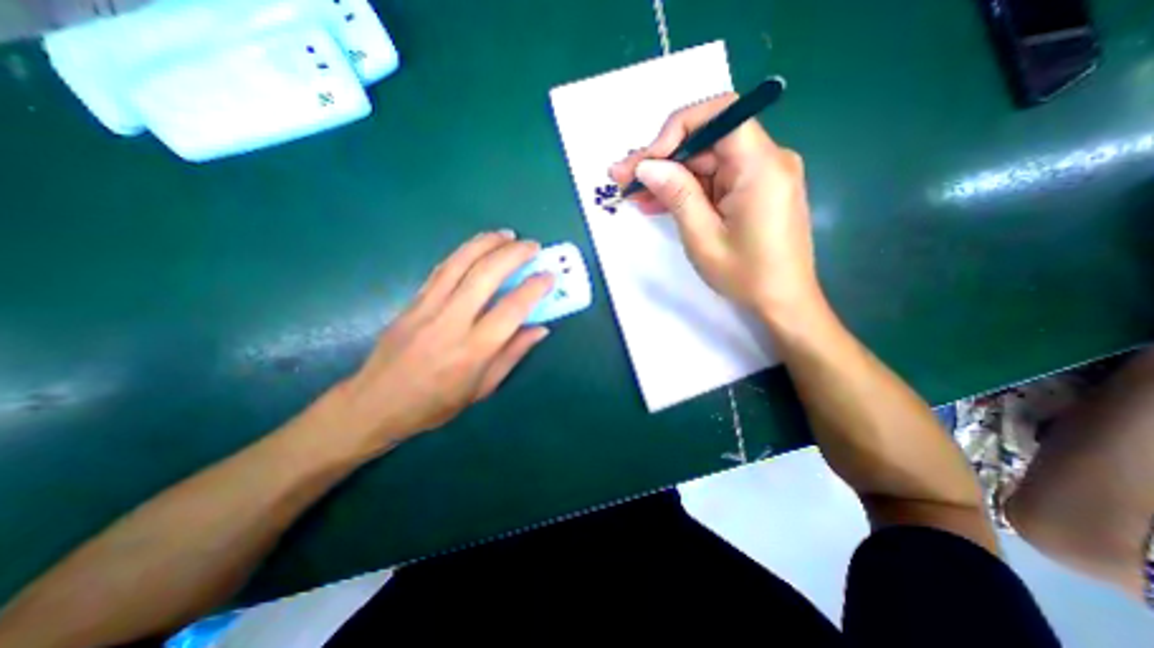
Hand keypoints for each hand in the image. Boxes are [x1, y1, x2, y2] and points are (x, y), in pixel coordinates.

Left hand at [314, 231, 550, 458]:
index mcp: (473, 350)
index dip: (534, 288)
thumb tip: (540, 329)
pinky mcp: (412, 302)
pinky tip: (477, 246)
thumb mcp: (483, 388)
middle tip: (532, 246)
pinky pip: (441, 269)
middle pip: (485, 275)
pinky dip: (463, 252)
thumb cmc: (435, 404)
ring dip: (487, 243)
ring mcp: (427, 308)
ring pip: (460, 263)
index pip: (511, 308)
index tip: (549, 276)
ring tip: (507, 234)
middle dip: (513, 254)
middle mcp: (451, 322)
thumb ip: (513, 354)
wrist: (375, 404)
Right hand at [608, 93, 824, 321]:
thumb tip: (646, 165)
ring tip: (634, 193)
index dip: (676, 129)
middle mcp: (767, 159)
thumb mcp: (702, 237)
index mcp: (761, 166)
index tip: (648, 161)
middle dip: (663, 158)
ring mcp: (761, 175)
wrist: (782, 302)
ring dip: (669, 176)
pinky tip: (658, 202)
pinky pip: (715, 180)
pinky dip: (687, 190)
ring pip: (706, 162)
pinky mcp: (754, 190)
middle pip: (707, 141)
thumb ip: (676, 194)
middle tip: (624, 178)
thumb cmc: (745, 275)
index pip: (719, 115)